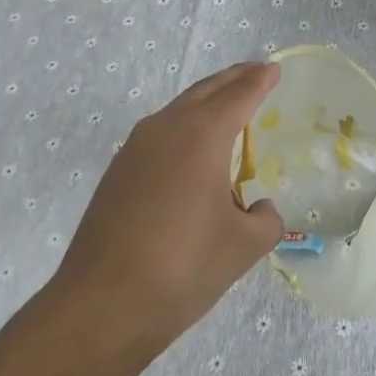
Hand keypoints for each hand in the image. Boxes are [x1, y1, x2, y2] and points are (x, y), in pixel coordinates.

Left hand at [56, 61, 283, 351]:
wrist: (101, 306)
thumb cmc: (182, 268)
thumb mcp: (242, 248)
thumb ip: (265, 221)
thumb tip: (261, 209)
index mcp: (202, 135)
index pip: (239, 95)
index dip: (260, 80)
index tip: (274, 68)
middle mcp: (166, 129)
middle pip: (206, 91)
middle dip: (233, 79)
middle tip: (255, 73)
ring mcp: (134, 149)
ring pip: (178, 109)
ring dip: (205, 101)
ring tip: (226, 106)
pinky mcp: (117, 172)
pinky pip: (159, 133)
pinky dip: (183, 126)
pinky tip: (190, 151)